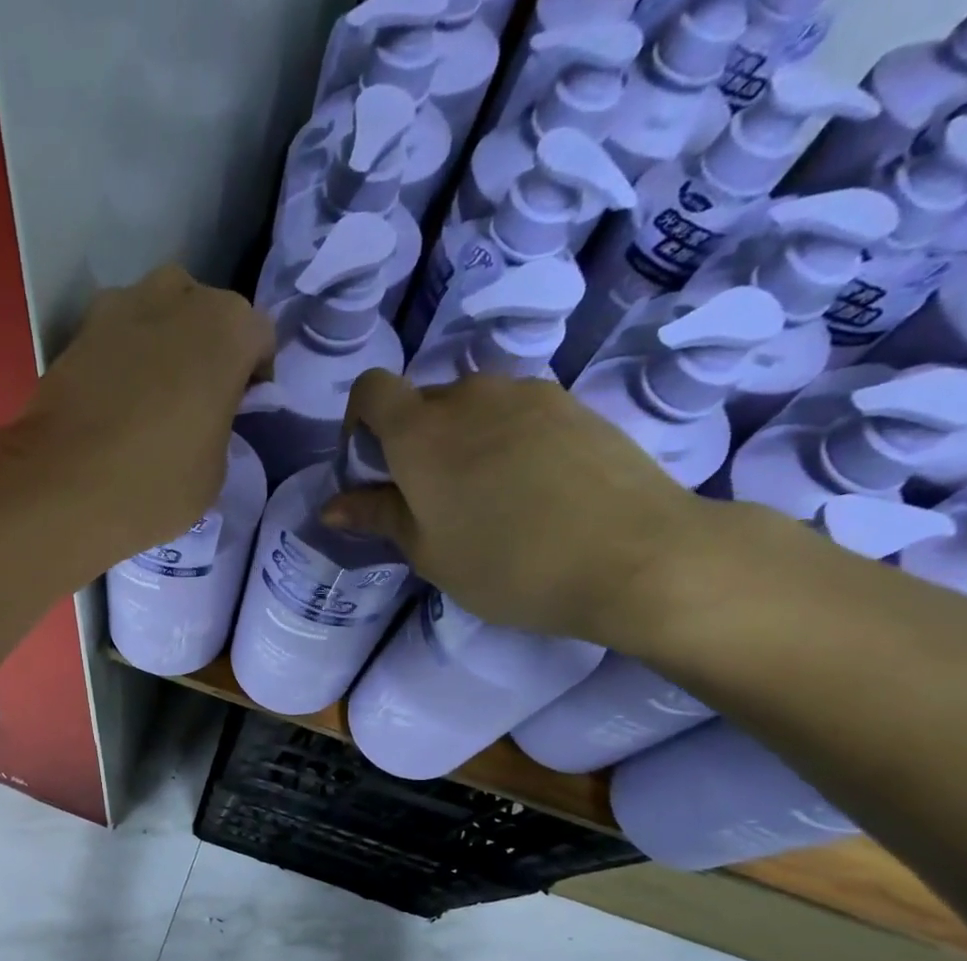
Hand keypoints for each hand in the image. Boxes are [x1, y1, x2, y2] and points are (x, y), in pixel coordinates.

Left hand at [17, 265, 273, 569]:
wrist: (63, 488)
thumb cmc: (158, 482)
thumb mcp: (215, 470)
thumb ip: (219, 426)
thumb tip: (202, 420)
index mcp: (227, 327)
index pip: (258, 338)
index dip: (253, 376)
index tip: (240, 410)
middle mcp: (176, 297)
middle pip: (202, 314)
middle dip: (203, 350)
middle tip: (195, 400)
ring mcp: (118, 308)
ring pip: (154, 317)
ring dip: (158, 348)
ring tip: (149, 399)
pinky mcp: (74, 334)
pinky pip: (112, 341)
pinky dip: (118, 364)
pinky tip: (111, 407)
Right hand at [322, 370, 711, 643]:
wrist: (634, 555)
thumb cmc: (507, 564)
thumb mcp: (428, 552)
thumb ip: (378, 518)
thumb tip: (332, 507)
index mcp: (421, 432)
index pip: (371, 390)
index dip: (359, 423)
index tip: (371, 470)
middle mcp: (470, 396)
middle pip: (423, 403)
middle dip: (413, 443)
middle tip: (431, 502)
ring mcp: (528, 394)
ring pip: (473, 408)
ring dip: (462, 443)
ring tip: (487, 500)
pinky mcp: (573, 404)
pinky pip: (517, 414)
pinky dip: (506, 442)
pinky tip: (531, 491)